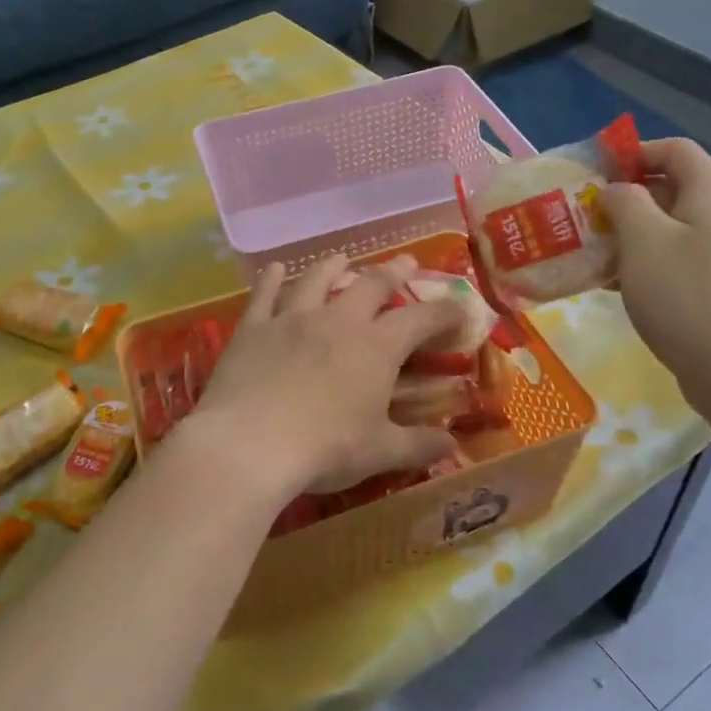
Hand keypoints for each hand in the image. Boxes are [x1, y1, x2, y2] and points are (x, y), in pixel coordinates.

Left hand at [186, 254, 468, 510]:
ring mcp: (292, 319)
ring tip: (342, 257)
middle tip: (405, 263)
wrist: (250, 444)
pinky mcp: (253, 327)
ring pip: (317, 280)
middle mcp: (338, 321)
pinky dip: (271, 279)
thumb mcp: (380, 452)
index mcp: (376, 348)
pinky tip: (275, 268)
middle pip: (371, 285)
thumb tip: (453, 446)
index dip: (445, 310)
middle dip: (392, 272)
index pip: (421, 319)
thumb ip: (418, 445)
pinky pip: (264, 295)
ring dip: (333, 266)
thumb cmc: (325, 449)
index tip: (460, 306)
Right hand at [600, 138, 710, 417]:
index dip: (634, 152)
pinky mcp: (708, 284)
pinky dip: (637, 259)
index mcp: (709, 194)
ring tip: (588, 246)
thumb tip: (615, 191)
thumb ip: (624, 201)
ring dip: (625, 230)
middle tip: (583, 213)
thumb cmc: (682, 294)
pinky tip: (607, 280)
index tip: (595, 172)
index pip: (675, 149)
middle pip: (668, 186)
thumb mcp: (642, 238)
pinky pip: (667, 256)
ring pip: (664, 225)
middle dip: (623, 195)